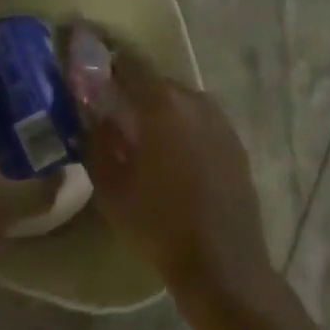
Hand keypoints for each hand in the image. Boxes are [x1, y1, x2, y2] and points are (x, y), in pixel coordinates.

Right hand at [78, 54, 270, 293]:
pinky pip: (202, 122)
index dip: (111, 67)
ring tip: (150, 144)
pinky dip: (187, 130)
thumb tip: (95, 117)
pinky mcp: (235, 140)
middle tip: (120, 120)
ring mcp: (219, 118)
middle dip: (137, 95)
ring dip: (163, 113)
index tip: (97, 81)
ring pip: (181, 102)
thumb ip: (97, 142)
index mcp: (161, 103)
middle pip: (157, 82)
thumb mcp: (111, 189)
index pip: (130, 63)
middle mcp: (193, 99)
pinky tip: (179, 161)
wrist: (223, 266)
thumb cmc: (160, 225)